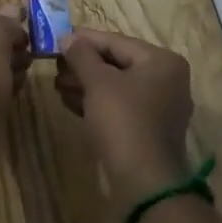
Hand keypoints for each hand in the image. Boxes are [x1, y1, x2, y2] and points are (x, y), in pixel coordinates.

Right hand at [55, 28, 193, 206]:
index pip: (116, 41)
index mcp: (162, 61)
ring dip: (86, 84)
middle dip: (83, 65)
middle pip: (117, 63)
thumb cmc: (124, 121)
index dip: (84, 40)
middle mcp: (167, 80)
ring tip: (58, 85)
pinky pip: (120, 106)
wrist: (145, 184)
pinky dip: (96, 102)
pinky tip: (70, 102)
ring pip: (116, 86)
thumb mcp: (98, 82)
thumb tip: (67, 37)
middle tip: (55, 65)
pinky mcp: (149, 130)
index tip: (57, 39)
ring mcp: (160, 107)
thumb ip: (82, 55)